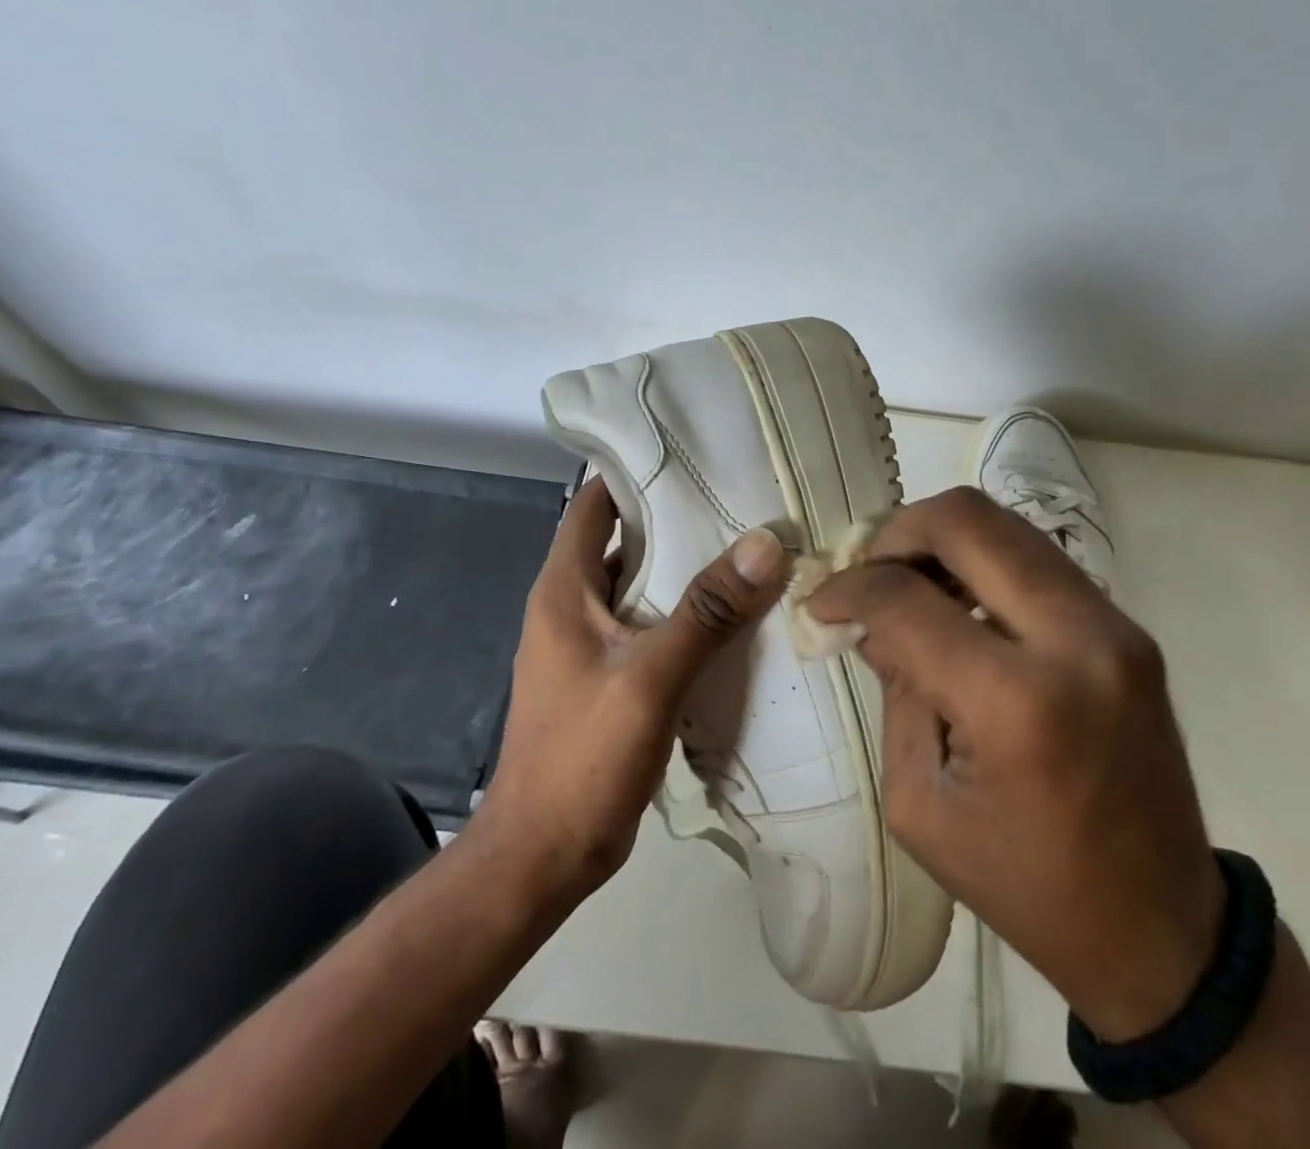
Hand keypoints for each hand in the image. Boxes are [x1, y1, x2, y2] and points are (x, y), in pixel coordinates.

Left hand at [479, 475, 788, 900]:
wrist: (543, 856)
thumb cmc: (582, 757)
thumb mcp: (650, 678)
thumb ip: (707, 612)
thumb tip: (765, 542)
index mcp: (564, 588)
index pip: (596, 503)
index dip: (637, 472)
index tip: (695, 454)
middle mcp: (572, 605)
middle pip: (626, 541)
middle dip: (678, 518)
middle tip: (743, 499)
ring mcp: (590, 643)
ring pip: (642, 585)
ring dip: (687, 570)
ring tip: (750, 549)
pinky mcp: (609, 676)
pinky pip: (651, 626)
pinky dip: (687, 614)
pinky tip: (734, 617)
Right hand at [806, 486, 1224, 1040]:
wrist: (1160, 930)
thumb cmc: (1024, 883)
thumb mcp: (922, 803)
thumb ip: (896, 690)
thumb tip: (872, 618)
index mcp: (1015, 701)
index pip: (906, 599)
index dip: (848, 589)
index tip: (821, 603)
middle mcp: (1075, 639)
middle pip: (967, 520)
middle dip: (897, 533)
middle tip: (866, 571)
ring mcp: (1113, 624)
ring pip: (1007, 525)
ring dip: (942, 540)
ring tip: (908, 584)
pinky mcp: (1128, 628)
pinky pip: (1037, 559)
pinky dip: (983, 562)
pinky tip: (957, 603)